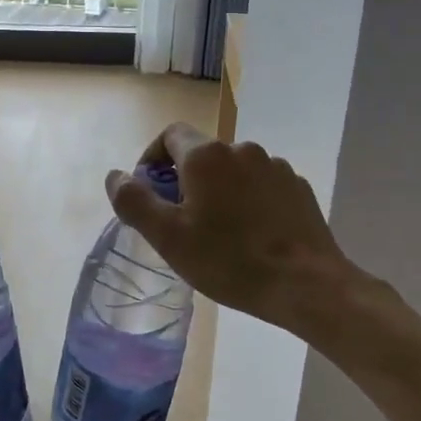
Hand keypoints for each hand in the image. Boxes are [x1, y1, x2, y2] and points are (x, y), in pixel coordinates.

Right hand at [106, 124, 375, 339]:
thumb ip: (134, 201)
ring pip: (233, 171)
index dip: (152, 158)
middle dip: (185, 180)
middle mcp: (242, 149)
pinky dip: (248, 201)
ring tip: (219, 232)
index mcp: (206, 156)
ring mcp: (275, 167)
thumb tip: (115, 175)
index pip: (170, 135)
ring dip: (219, 191)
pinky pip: (261, 186)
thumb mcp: (168, 237)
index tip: (150, 192)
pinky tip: (251, 235)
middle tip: (181, 222)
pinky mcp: (297, 188)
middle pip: (202, 154)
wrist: (305, 284)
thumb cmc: (228, 260)